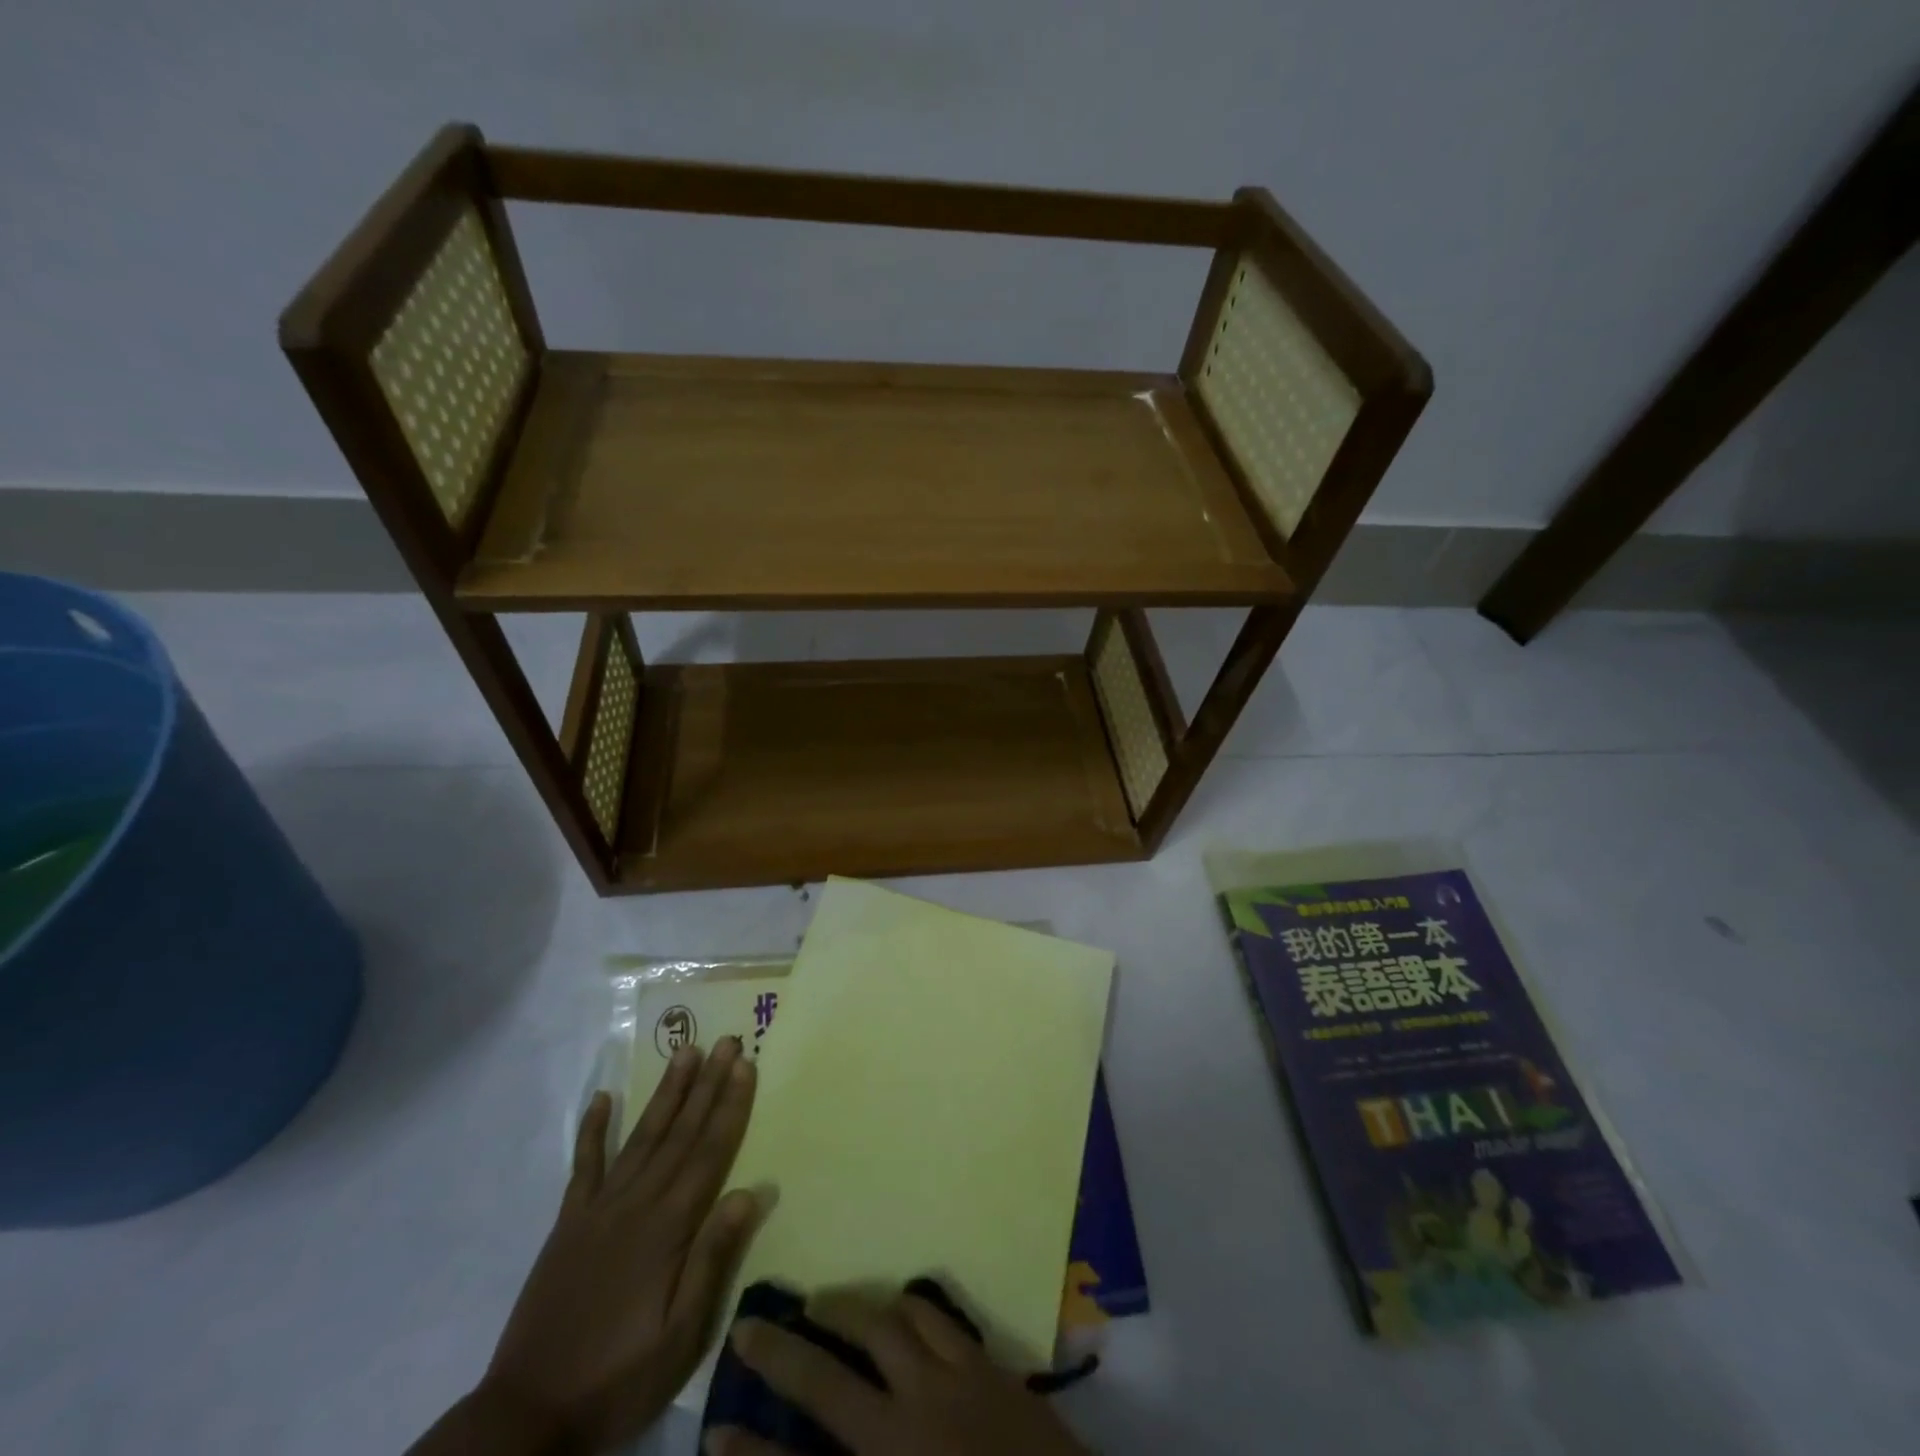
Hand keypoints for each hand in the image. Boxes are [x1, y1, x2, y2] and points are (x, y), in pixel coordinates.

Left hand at [477, 1038, 760, 1451]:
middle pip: (680, 1132)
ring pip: (641, 1136)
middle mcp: (636, 1203)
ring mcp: (598, 1209)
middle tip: (727, 1041)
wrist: (526, 1414)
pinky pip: (584, 1166)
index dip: (730, 1105)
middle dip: (707, 1084)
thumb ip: (713, 1258)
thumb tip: (751, 1192)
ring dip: (666, 1093)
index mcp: (669, 1227)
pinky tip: (602, 1098)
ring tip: (684, 1052)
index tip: (745, 1064)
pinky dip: (592, 1130)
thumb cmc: (618, 1377)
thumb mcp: (681, 1335)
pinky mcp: (568, 1223)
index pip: (710, 1151)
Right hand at [706, 1289, 1091, 1455]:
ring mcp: (951, 1384)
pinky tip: (899, 1302)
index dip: (752, 1451)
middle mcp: (910, 1423)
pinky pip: (938, 1317)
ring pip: (886, 1326)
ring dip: (849, 1309)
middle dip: (786, 1351)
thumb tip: (819, 1446)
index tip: (716, 1427)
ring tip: (826, 1301)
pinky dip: (910, 1305)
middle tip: (758, 1320)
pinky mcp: (986, 1365)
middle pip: (831, 1379)